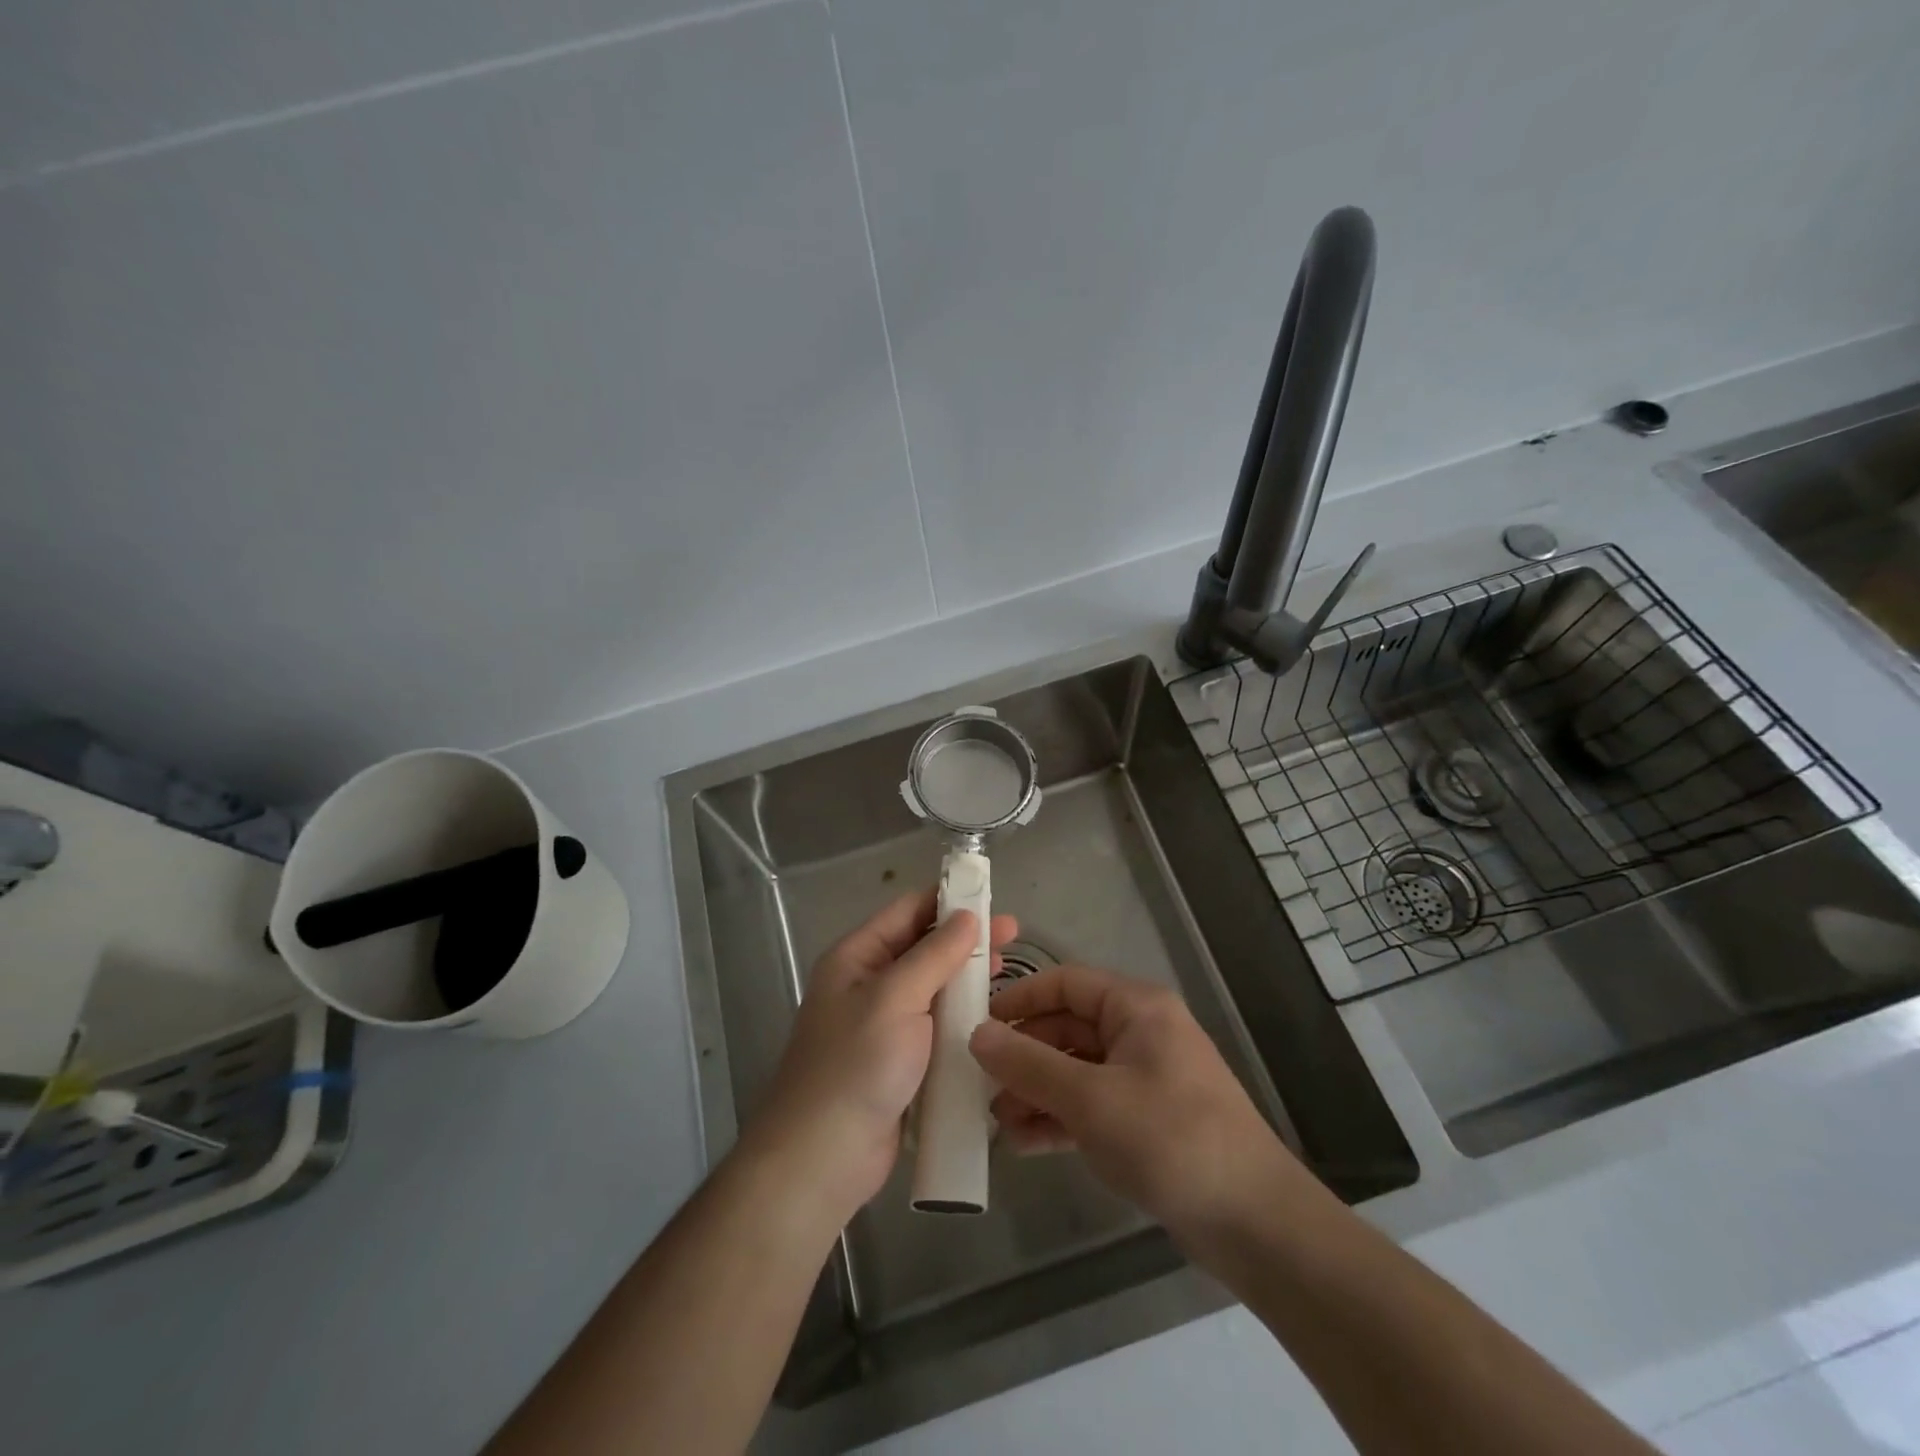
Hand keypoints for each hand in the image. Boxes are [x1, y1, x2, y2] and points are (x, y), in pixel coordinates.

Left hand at [746, 888, 1016, 1223]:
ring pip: (932, 988)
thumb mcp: (896, 998)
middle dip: (965, 939)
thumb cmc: (856, 1065)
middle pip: (922, 948)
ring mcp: (883, 1024)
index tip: (990, 897)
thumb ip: (934, 954)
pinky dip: (960, 1016)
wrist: (823, 1157)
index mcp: (856, 958)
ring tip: (1008, 970)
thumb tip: (965, 916)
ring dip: (966, 977)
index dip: (947, 900)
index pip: (906, 912)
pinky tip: (991, 1015)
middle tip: (1013, 935)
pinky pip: (934, 1025)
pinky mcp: (899, 1061)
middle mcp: (868, 984)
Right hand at [968, 963, 1304, 1239]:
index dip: (1020, 1000)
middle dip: (1023, 1056)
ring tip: (996, 1121)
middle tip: (979, 1084)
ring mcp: (1144, 1078)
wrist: (1255, 1223)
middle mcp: (1140, 1033)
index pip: (1065, 983)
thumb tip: (976, 1034)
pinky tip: (1024, 1143)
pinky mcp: (1146, 1121)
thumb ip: (1029, 1064)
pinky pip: (1091, 1106)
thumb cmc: (1170, 1138)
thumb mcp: (1091, 1098)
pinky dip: (1059, 1119)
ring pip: (1076, 1070)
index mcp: (1136, 1007)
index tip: (976, 1026)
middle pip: (1067, 1028)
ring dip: (1036, 1091)